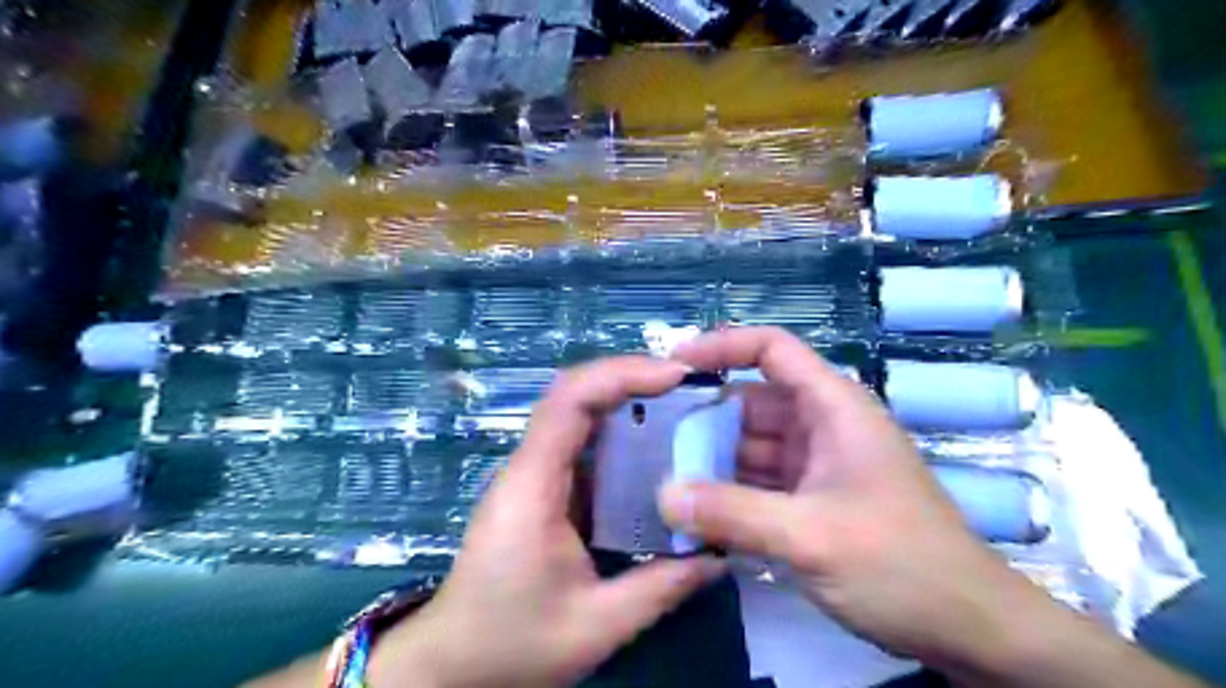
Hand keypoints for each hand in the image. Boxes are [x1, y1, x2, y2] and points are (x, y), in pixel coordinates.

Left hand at [375, 358, 726, 686]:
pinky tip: (652, 449)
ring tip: (678, 407)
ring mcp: (531, 476)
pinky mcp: (539, 490)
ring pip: (576, 415)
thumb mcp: (596, 624)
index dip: (621, 374)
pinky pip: (580, 445)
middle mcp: (528, 468)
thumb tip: (720, 557)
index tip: (674, 376)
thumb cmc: (512, 643)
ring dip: (625, 401)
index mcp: (533, 485)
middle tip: (686, 385)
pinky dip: (617, 434)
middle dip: (629, 378)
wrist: (451, 663)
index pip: (570, 401)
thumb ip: (661, 587)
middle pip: (574, 396)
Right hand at [655, 328, 1046, 670]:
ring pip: (749, 448)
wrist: (970, 631)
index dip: (723, 345)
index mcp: (832, 408)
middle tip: (649, 441)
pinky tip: (693, 513)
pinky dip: (728, 494)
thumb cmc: (902, 566)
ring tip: (659, 478)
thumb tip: (664, 495)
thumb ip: (733, 513)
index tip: (674, 364)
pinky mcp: (810, 501)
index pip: (772, 350)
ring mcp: (815, 465)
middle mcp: (820, 427)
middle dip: (703, 420)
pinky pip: (757, 484)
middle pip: (749, 404)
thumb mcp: (812, 536)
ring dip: (710, 462)